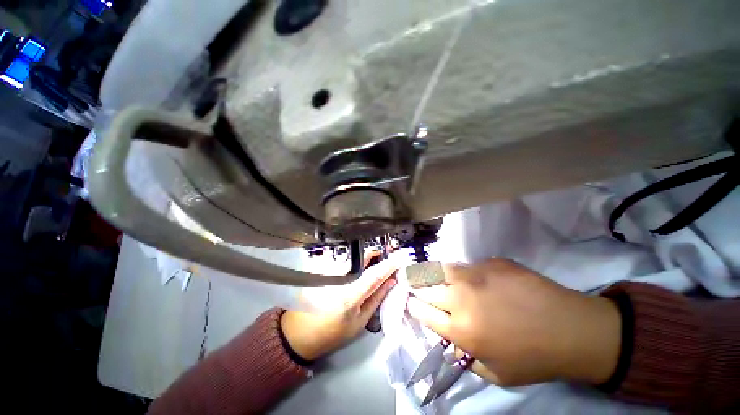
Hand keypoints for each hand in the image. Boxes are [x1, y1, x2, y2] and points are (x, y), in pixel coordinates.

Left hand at [281, 252, 397, 360]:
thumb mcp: (359, 322)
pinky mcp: (326, 271)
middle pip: (364, 258)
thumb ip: (376, 299)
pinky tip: (363, 266)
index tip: (400, 257)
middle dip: (378, 255)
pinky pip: (347, 262)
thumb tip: (391, 282)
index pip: (374, 274)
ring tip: (378, 262)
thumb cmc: (332, 333)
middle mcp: (340, 279)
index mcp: (350, 295)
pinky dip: (359, 262)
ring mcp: (331, 273)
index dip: (389, 264)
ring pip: (356, 258)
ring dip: (369, 258)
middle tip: (389, 257)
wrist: (300, 332)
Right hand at [407, 259, 620, 385]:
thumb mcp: (494, 373)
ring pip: (439, 269)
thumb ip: (465, 355)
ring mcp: (475, 276)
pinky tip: (468, 276)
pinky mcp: (491, 263)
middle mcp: (461, 299)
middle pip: (425, 287)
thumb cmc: (534, 358)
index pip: (421, 312)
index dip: (413, 306)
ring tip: (425, 272)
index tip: (410, 302)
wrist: (572, 330)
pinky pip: (467, 265)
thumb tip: (449, 337)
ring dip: (430, 273)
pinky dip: (461, 271)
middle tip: (411, 284)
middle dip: (415, 287)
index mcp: (460, 329)